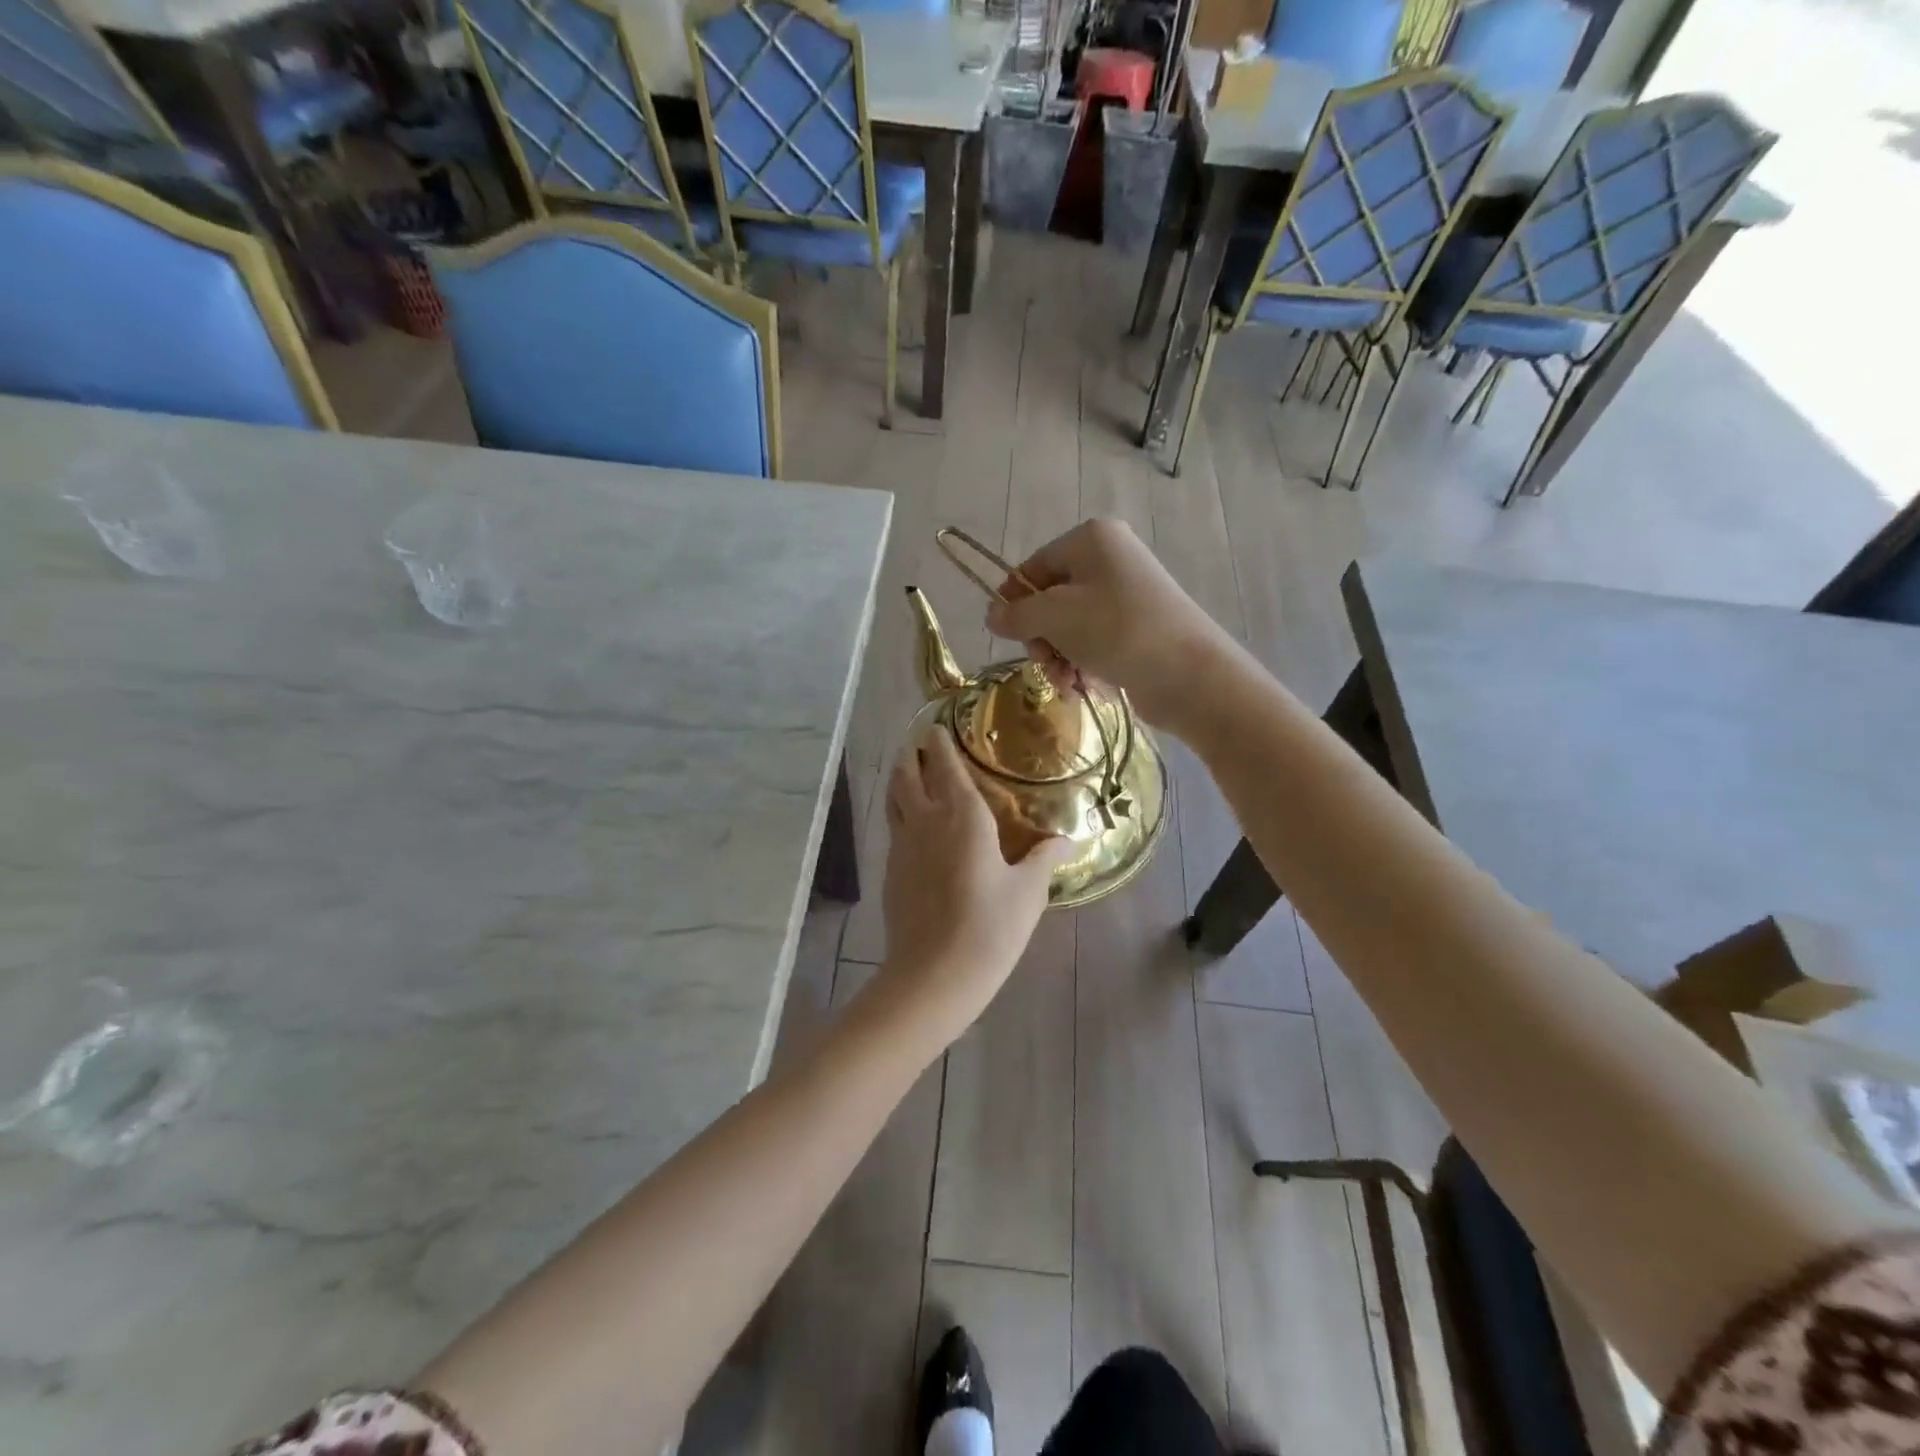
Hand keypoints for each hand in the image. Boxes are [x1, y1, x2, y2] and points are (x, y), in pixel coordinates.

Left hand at [879, 730, 1072, 1040]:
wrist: (934, 974)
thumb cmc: (990, 927)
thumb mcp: (1028, 892)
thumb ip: (1045, 859)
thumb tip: (1066, 840)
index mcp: (963, 816)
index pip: (946, 765)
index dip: (940, 743)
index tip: (936, 727)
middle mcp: (927, 820)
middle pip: (908, 774)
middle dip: (912, 755)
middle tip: (920, 745)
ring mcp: (903, 845)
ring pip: (894, 798)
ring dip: (899, 779)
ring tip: (908, 771)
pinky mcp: (890, 871)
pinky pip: (894, 827)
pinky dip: (899, 812)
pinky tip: (911, 826)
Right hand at [984, 519, 1233, 730]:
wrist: (1189, 674)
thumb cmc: (1116, 630)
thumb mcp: (1054, 617)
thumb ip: (1016, 614)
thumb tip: (993, 615)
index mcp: (1092, 540)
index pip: (1034, 566)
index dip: (1015, 601)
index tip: (1007, 635)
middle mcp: (1111, 560)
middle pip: (1051, 600)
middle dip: (1042, 638)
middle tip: (1046, 663)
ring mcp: (1128, 596)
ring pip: (1071, 628)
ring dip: (1060, 658)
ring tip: (1068, 684)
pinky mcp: (1139, 629)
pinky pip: (1095, 644)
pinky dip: (1085, 666)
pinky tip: (1086, 687)